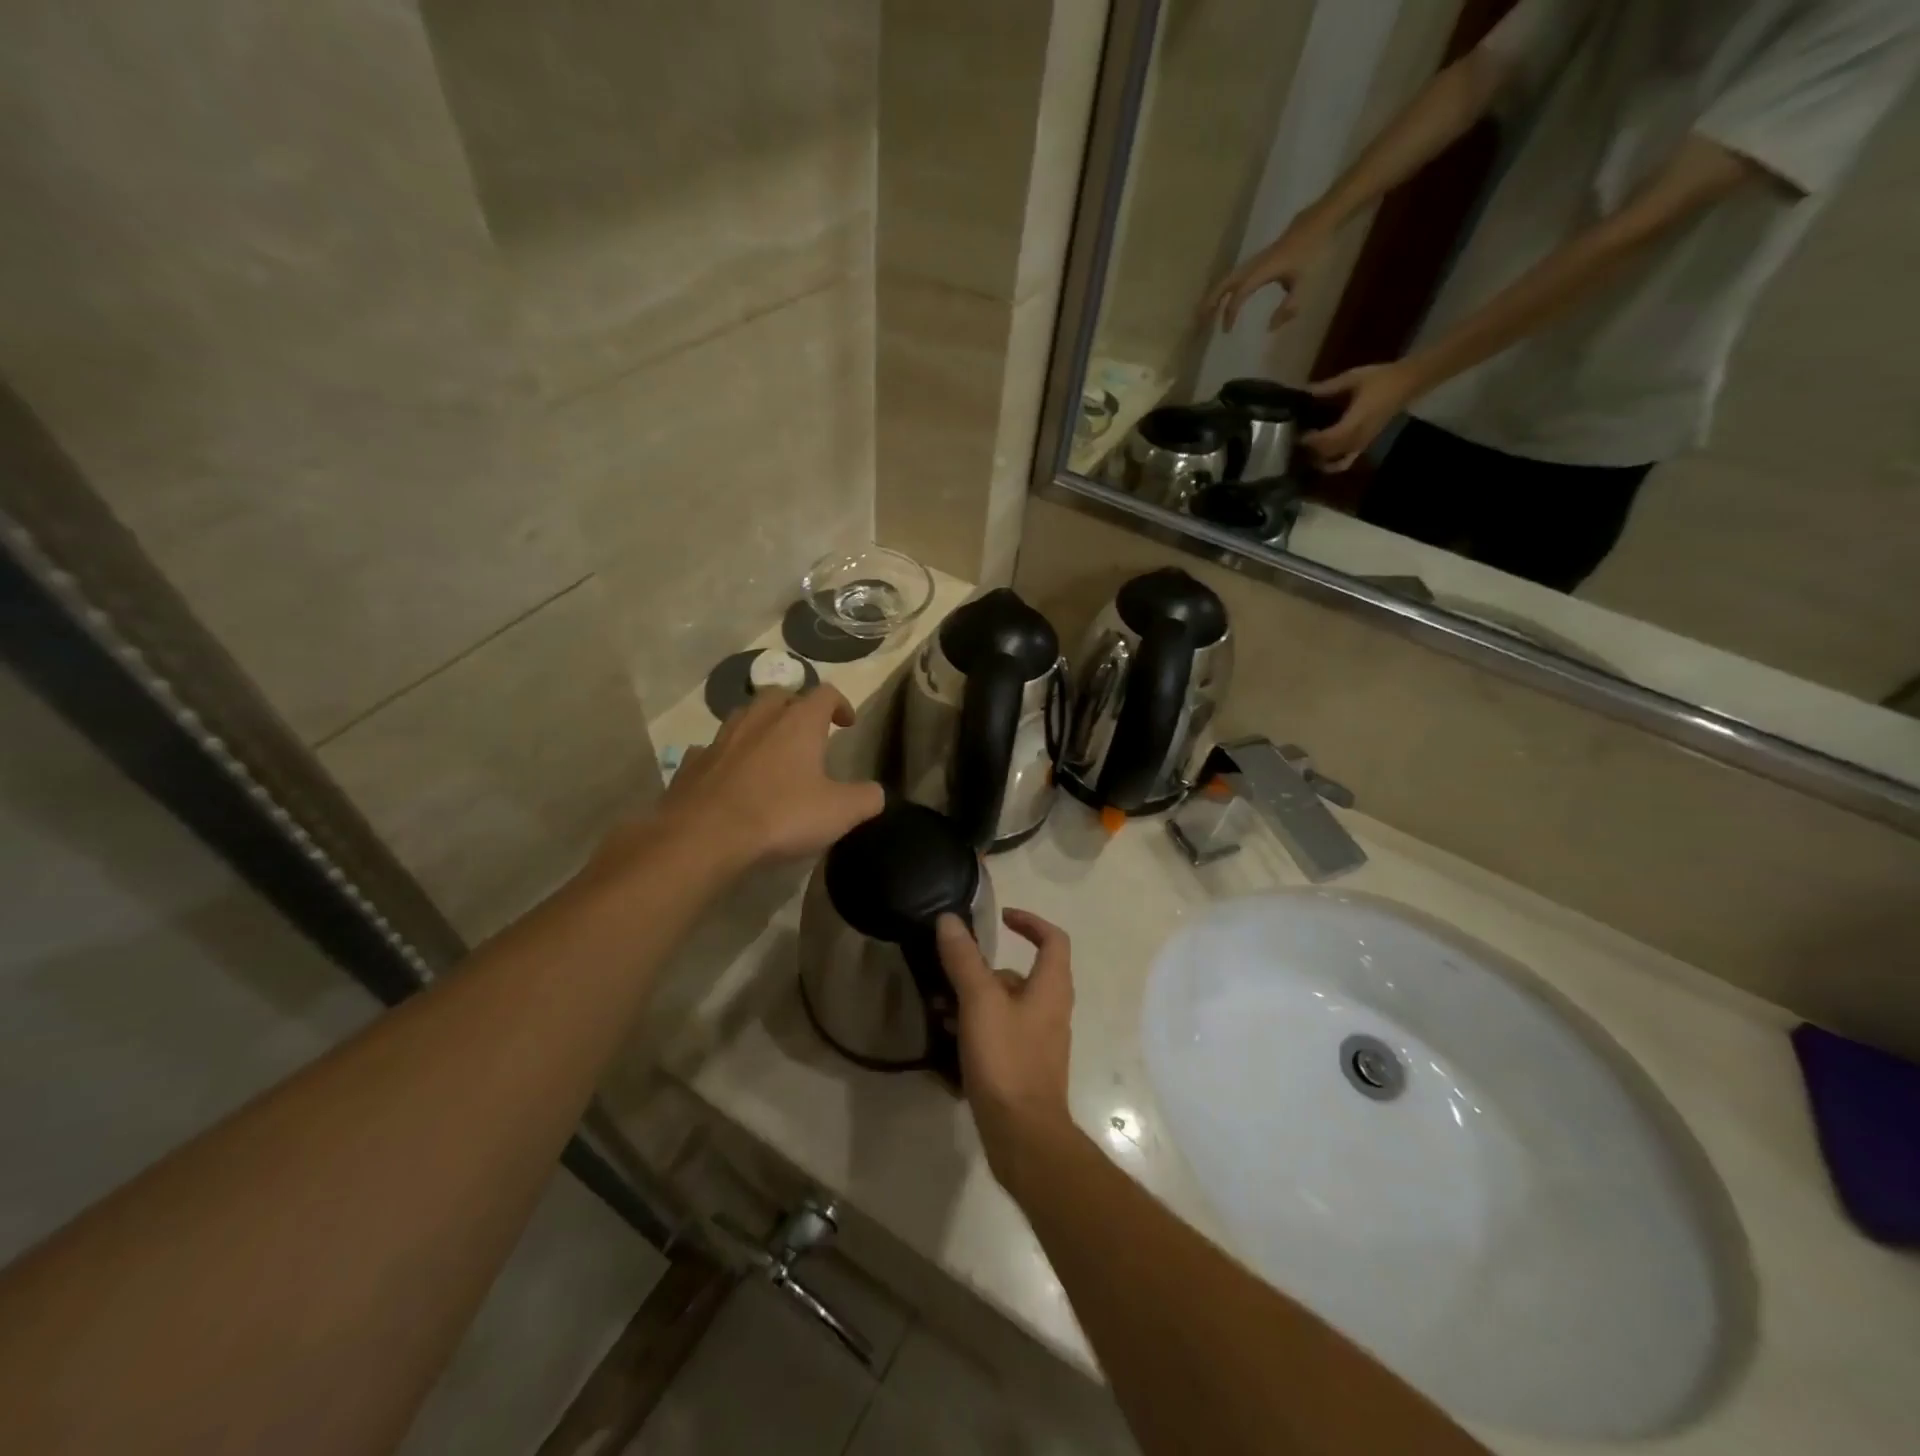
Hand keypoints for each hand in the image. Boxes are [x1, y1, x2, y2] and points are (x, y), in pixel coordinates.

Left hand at [651, 687, 884, 869]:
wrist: (704, 837)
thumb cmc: (780, 816)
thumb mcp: (839, 812)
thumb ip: (866, 798)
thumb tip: (875, 793)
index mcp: (798, 723)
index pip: (825, 693)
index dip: (840, 704)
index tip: (846, 724)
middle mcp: (759, 719)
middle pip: (780, 695)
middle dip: (796, 706)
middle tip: (806, 731)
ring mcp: (720, 739)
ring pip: (743, 716)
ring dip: (759, 725)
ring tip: (770, 749)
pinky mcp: (692, 763)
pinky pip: (711, 749)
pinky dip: (725, 756)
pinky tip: (729, 775)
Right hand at [937, 910, 1076, 1188]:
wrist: (1023, 1136)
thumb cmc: (1007, 1060)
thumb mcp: (980, 1002)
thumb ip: (965, 959)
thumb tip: (949, 919)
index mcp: (1051, 987)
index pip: (1053, 939)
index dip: (1029, 921)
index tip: (1000, 917)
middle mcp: (1052, 1009)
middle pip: (1024, 973)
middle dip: (986, 968)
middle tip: (952, 970)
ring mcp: (1040, 1040)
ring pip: (1008, 1004)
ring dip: (976, 998)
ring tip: (940, 1006)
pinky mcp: (1026, 1066)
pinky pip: (1002, 1031)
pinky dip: (978, 1025)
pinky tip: (949, 1037)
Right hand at [1198, 223, 1331, 332]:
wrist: (1319, 221)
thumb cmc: (1313, 252)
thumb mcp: (1304, 283)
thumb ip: (1288, 307)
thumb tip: (1270, 328)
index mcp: (1261, 272)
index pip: (1238, 295)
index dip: (1230, 313)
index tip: (1226, 331)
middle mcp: (1253, 265)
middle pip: (1224, 283)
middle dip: (1210, 302)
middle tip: (1199, 321)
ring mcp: (1254, 261)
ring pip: (1227, 279)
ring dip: (1214, 295)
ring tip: (1205, 313)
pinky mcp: (1258, 260)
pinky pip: (1235, 276)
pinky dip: (1224, 289)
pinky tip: (1224, 299)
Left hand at [1301, 361, 1423, 471]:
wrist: (1409, 381)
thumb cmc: (1382, 378)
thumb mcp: (1353, 378)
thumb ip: (1328, 387)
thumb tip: (1304, 391)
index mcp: (1355, 421)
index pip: (1328, 439)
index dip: (1311, 440)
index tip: (1296, 434)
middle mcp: (1358, 437)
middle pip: (1329, 452)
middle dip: (1310, 449)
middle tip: (1295, 440)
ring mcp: (1362, 443)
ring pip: (1335, 460)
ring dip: (1318, 458)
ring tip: (1305, 450)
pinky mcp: (1365, 444)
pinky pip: (1346, 461)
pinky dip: (1333, 465)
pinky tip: (1321, 461)